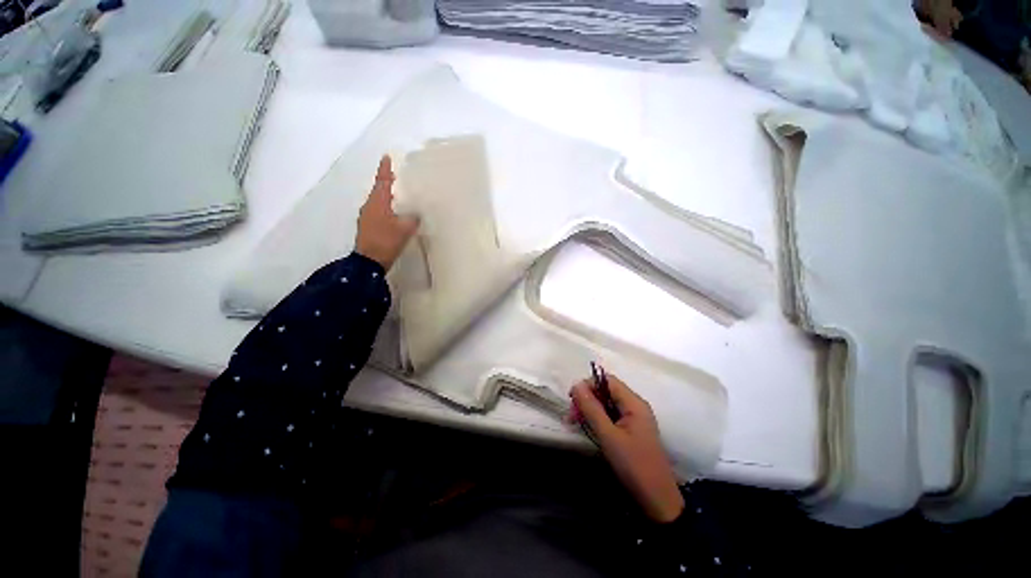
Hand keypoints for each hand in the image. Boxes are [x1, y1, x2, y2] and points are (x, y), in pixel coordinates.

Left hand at [355, 156, 418, 269]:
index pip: (382, 181)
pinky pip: (377, 212)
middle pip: (378, 190)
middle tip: (396, 178)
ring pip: (378, 202)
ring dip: (386, 197)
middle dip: (387, 183)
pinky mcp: (367, 227)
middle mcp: (369, 206)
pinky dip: (385, 208)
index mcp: (377, 203)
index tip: (386, 157)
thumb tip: (415, 214)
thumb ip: (412, 218)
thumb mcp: (405, 228)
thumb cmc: (386, 241)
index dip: (385, 169)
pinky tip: (394, 214)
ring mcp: (366, 217)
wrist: (369, 262)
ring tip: (398, 196)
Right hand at [570, 375, 684, 522]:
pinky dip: (598, 419)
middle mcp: (635, 406)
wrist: (658, 501)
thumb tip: (576, 385)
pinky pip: (611, 416)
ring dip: (590, 410)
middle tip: (571, 415)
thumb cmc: (633, 465)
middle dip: (587, 399)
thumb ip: (592, 408)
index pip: (608, 380)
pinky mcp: (632, 431)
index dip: (588, 384)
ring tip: (575, 422)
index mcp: (634, 403)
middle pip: (607, 391)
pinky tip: (588, 428)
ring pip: (607, 404)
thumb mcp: (608, 435)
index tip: (572, 399)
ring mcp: (635, 419)